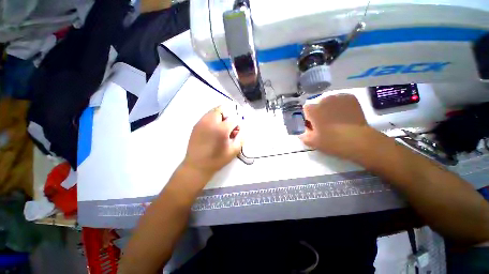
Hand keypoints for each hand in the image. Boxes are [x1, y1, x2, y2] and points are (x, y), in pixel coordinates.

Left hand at [183, 105, 242, 177]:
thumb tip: (241, 128)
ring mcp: (202, 122)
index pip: (234, 118)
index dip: (238, 123)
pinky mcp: (196, 125)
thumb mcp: (234, 150)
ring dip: (221, 116)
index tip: (237, 129)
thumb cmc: (217, 160)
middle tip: (229, 126)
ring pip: (214, 111)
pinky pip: (207, 116)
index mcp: (221, 129)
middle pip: (222, 109)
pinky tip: (214, 129)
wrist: (197, 166)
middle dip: (229, 115)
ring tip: (222, 127)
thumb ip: (241, 137)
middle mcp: (210, 122)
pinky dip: (213, 118)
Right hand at [300, 94, 374, 159]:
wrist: (358, 140)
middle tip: (324, 124)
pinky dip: (340, 106)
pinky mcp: (350, 98)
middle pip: (317, 105)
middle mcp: (323, 99)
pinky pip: (340, 100)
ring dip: (329, 108)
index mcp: (312, 109)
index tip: (313, 126)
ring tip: (336, 119)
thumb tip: (303, 132)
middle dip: (318, 112)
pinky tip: (344, 115)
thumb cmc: (331, 141)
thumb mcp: (311, 142)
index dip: (308, 118)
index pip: (306, 109)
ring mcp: (338, 97)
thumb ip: (303, 136)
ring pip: (329, 101)